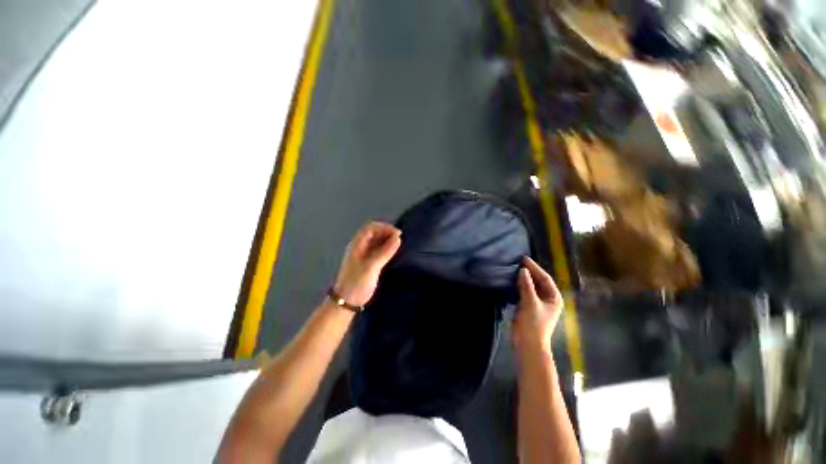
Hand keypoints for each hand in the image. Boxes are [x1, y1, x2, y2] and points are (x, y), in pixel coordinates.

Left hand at [334, 222, 401, 306]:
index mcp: (357, 245)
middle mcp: (360, 247)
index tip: (398, 234)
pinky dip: (386, 248)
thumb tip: (398, 238)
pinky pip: (378, 250)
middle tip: (400, 240)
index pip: (370, 227)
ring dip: (387, 240)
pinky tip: (393, 253)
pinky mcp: (367, 262)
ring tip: (399, 245)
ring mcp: (363, 255)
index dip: (384, 227)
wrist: (346, 303)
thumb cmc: (357, 283)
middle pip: (373, 233)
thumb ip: (385, 252)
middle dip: (387, 233)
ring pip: (376, 241)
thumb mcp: (371, 267)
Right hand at [513, 256, 562, 352]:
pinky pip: (525, 292)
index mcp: (554, 298)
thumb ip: (527, 285)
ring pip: (531, 286)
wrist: (528, 344)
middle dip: (529, 272)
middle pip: (539, 281)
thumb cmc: (533, 323)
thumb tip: (523, 270)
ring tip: (513, 269)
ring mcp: (538, 303)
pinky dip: (519, 286)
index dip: (535, 268)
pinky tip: (512, 281)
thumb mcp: (530, 302)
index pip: (545, 278)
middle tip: (518, 262)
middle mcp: (548, 299)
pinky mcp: (529, 307)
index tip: (524, 259)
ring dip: (523, 279)